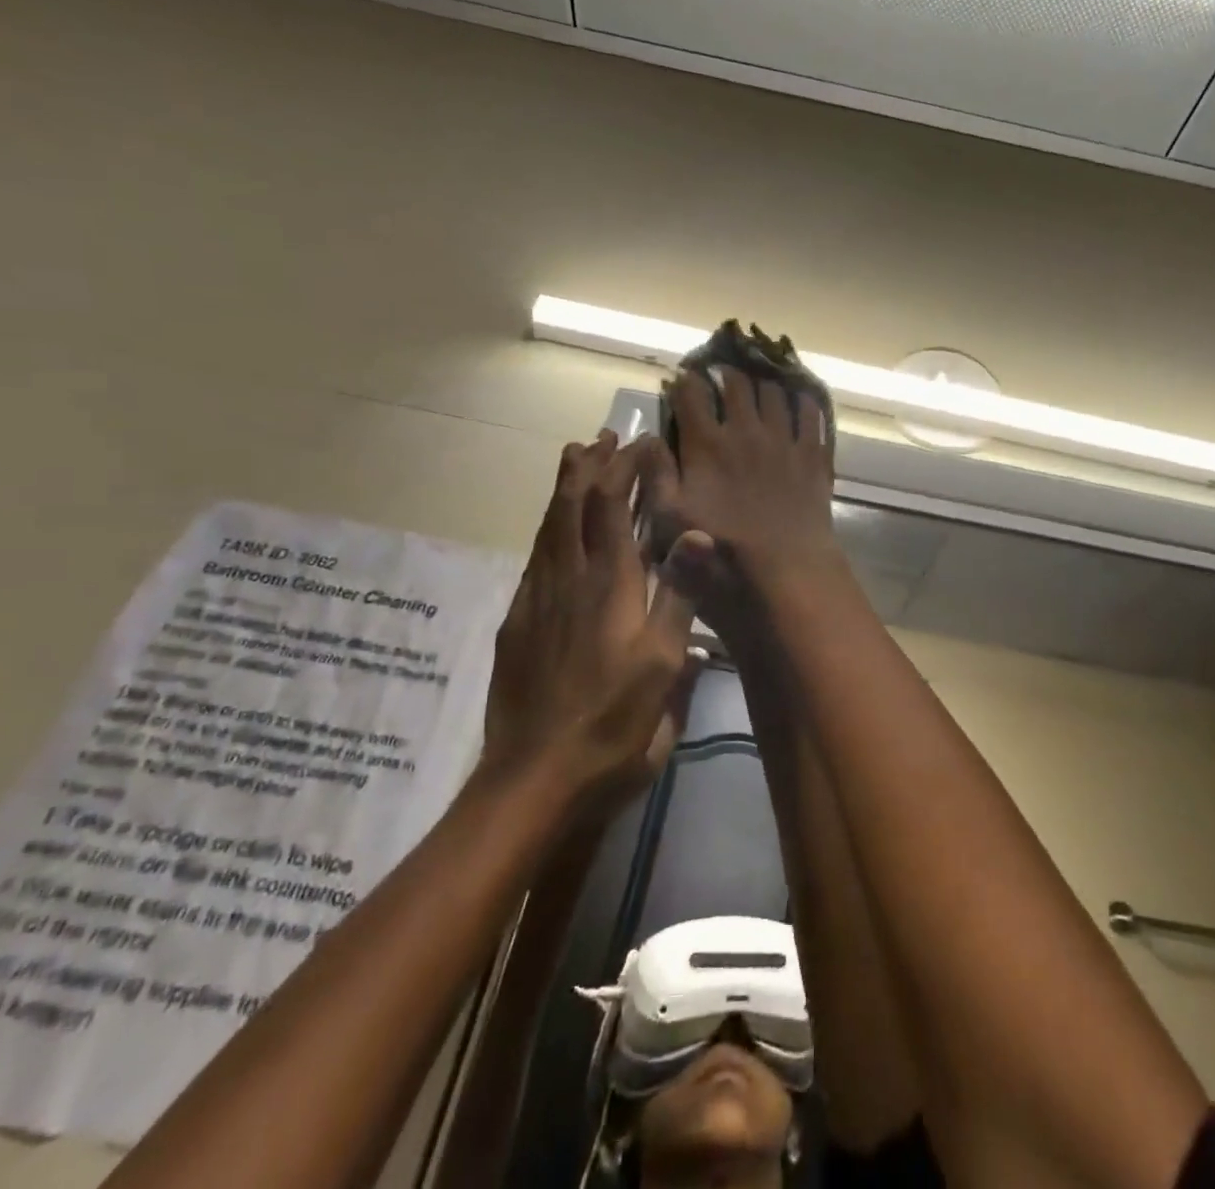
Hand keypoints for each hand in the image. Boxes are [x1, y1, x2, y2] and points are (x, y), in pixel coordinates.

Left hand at [484, 430, 708, 809]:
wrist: (535, 779)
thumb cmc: (614, 725)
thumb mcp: (664, 667)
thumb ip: (679, 596)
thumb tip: (697, 534)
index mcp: (610, 587)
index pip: (613, 508)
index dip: (625, 469)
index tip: (642, 442)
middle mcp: (569, 580)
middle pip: (573, 506)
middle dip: (590, 466)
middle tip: (602, 435)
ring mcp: (537, 601)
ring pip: (548, 527)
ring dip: (564, 488)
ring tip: (574, 458)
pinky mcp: (517, 623)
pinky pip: (534, 558)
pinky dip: (547, 528)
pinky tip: (552, 531)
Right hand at [643, 369, 841, 630]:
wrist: (787, 568)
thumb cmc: (722, 549)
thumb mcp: (672, 519)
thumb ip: (656, 474)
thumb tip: (647, 438)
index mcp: (707, 444)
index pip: (692, 394)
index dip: (686, 381)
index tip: (684, 379)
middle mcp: (746, 430)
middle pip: (737, 383)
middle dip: (726, 374)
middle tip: (722, 376)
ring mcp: (784, 439)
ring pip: (774, 391)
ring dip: (763, 382)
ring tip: (759, 384)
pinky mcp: (813, 454)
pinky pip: (811, 413)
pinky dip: (803, 401)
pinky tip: (799, 400)